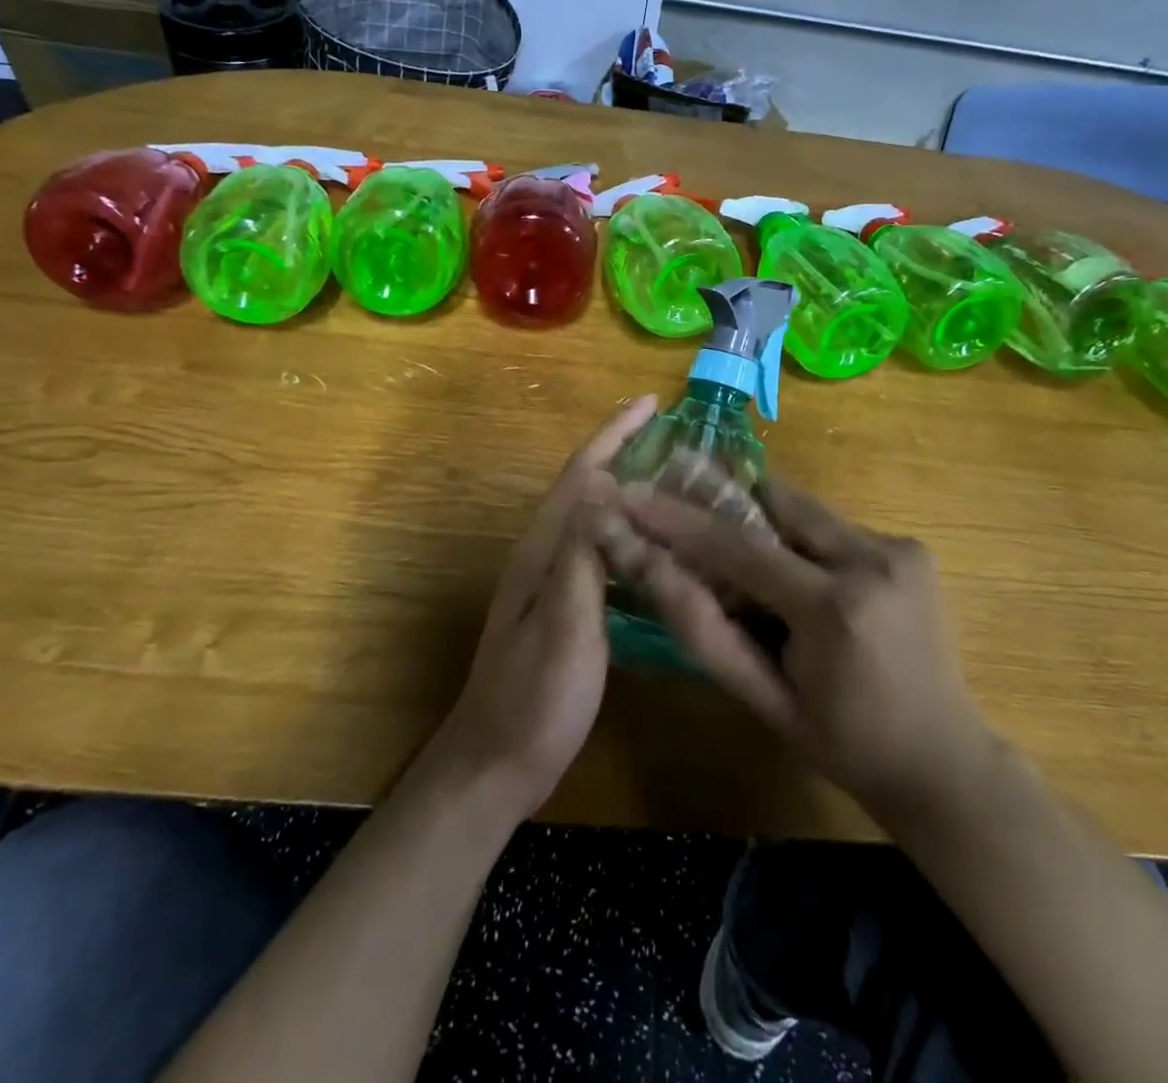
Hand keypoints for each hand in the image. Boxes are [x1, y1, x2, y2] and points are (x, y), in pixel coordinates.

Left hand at [430, 395, 657, 822]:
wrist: (495, 765)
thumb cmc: (534, 699)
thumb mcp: (563, 625)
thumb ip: (580, 555)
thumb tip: (602, 482)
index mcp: (543, 551)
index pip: (581, 475)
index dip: (613, 435)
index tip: (650, 402)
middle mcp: (543, 556)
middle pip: (585, 488)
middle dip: (623, 451)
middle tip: (673, 435)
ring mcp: (550, 584)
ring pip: (593, 518)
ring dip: (626, 488)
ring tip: (672, 478)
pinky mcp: (561, 610)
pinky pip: (598, 551)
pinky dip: (625, 531)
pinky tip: (651, 545)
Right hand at [594, 478, 993, 824]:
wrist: (945, 763)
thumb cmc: (846, 744)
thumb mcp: (765, 700)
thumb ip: (707, 632)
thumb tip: (652, 569)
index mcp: (834, 608)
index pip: (738, 546)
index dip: (678, 518)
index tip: (633, 495)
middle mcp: (872, 559)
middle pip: (776, 502)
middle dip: (729, 509)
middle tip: (693, 528)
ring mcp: (900, 548)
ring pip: (805, 511)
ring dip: (770, 531)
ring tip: (759, 580)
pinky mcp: (912, 548)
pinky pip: (835, 528)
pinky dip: (805, 546)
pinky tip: (804, 589)